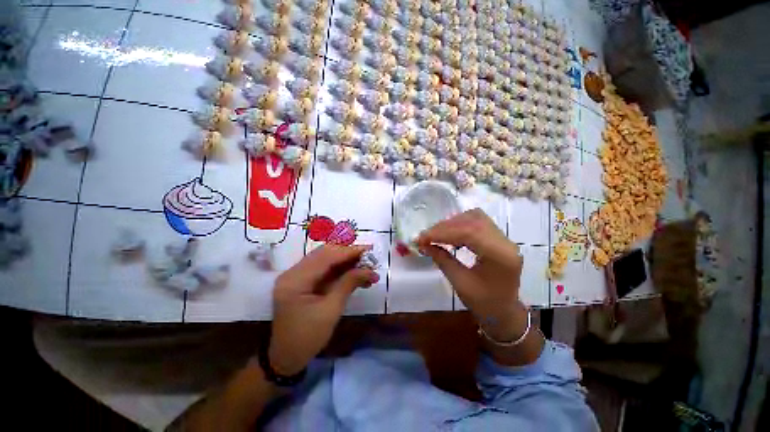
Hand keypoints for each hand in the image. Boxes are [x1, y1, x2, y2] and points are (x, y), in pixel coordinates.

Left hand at [269, 245, 378, 375]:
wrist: (287, 358)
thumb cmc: (307, 337)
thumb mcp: (331, 310)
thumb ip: (349, 284)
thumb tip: (369, 270)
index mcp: (295, 280)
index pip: (326, 257)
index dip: (349, 252)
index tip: (369, 249)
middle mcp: (293, 272)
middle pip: (325, 254)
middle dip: (348, 254)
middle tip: (369, 256)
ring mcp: (297, 276)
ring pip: (325, 260)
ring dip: (346, 261)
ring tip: (366, 266)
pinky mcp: (302, 281)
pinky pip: (324, 269)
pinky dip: (340, 269)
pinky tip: (355, 273)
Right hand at [416, 209, 524, 340]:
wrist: (505, 313)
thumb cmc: (484, 304)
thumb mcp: (460, 283)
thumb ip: (442, 260)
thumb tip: (423, 244)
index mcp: (500, 256)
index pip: (468, 233)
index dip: (442, 233)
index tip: (422, 238)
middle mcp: (505, 242)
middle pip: (472, 221)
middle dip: (445, 226)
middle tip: (426, 236)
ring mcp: (504, 238)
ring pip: (475, 218)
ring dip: (452, 223)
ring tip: (436, 233)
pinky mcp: (499, 238)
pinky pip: (477, 222)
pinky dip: (460, 224)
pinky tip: (449, 233)